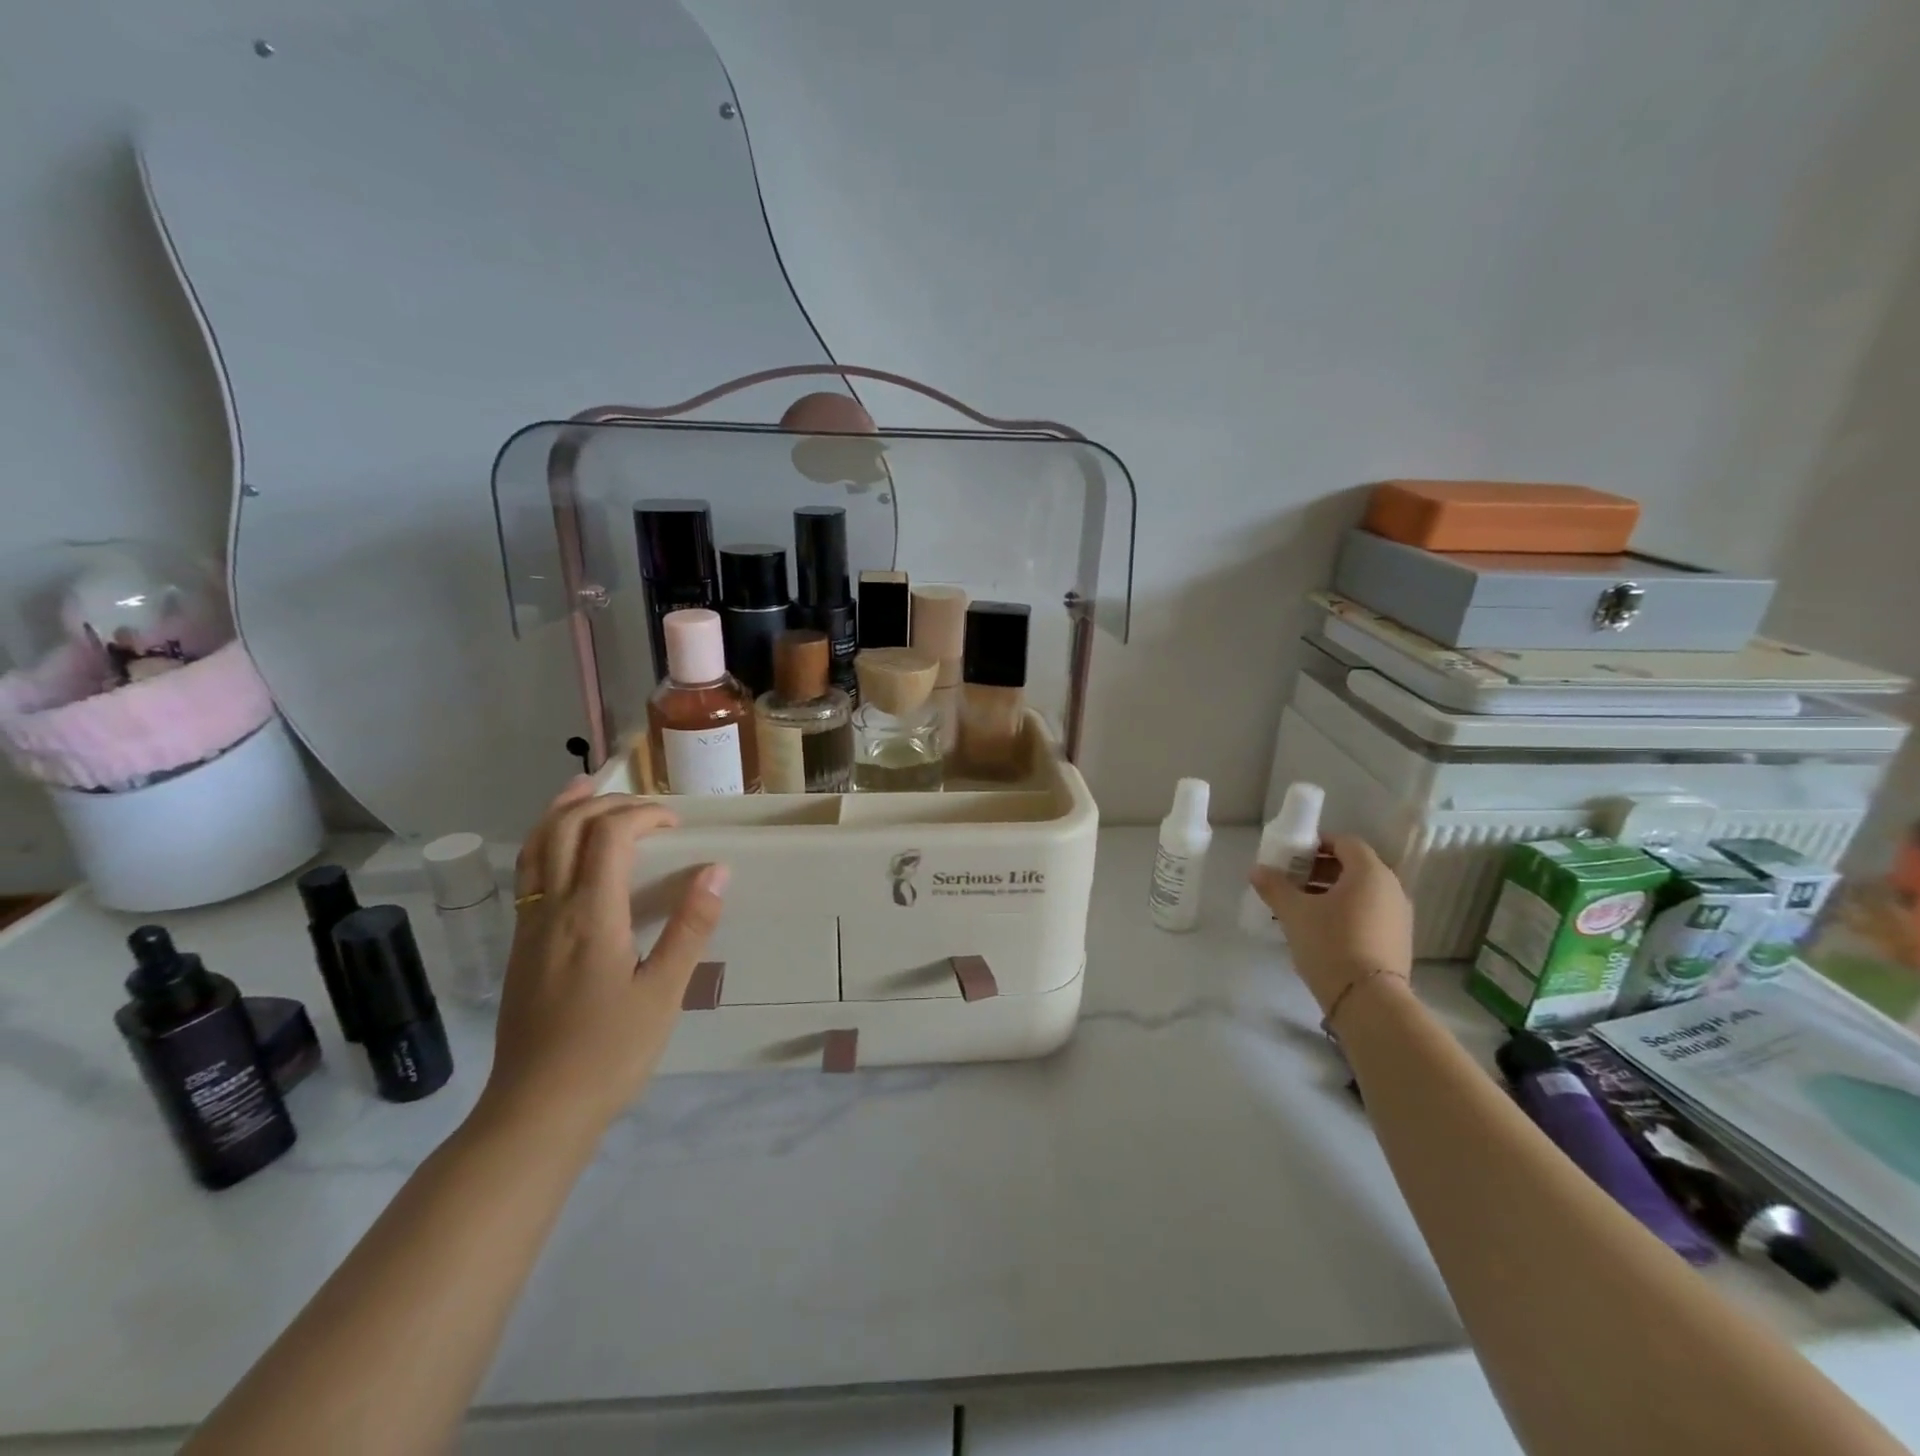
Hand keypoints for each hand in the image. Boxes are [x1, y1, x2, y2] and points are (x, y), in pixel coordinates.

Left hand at [478, 779, 728, 1138]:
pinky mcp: (519, 947)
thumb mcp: (664, 993)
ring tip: (584, 788)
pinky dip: (546, 842)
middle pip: (566, 829)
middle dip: (606, 803)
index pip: (609, 835)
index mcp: (590, 916)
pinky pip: (529, 874)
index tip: (676, 825)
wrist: (536, 1110)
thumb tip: (717, 870)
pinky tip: (564, 851)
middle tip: (645, 806)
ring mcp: (528, 927)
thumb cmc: (609, 1053)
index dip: (643, 815)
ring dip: (561, 811)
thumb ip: (690, 927)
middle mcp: (552, 910)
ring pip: (535, 847)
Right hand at [1249, 834, 1412, 1015]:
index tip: (1292, 856)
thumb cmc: (1330, 943)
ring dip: (1332, 891)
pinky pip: (1370, 912)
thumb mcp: (1294, 912)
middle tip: (1292, 880)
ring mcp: (1399, 916)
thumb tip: (1257, 870)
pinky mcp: (1399, 940)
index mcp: (1370, 872)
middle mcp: (1392, 888)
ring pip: (1362, 891)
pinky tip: (1322, 929)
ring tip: (1302, 906)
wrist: (1369, 1000)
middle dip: (1321, 869)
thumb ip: (1274, 887)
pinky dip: (1347, 911)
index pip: (1345, 842)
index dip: (1317, 844)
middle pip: (1354, 866)